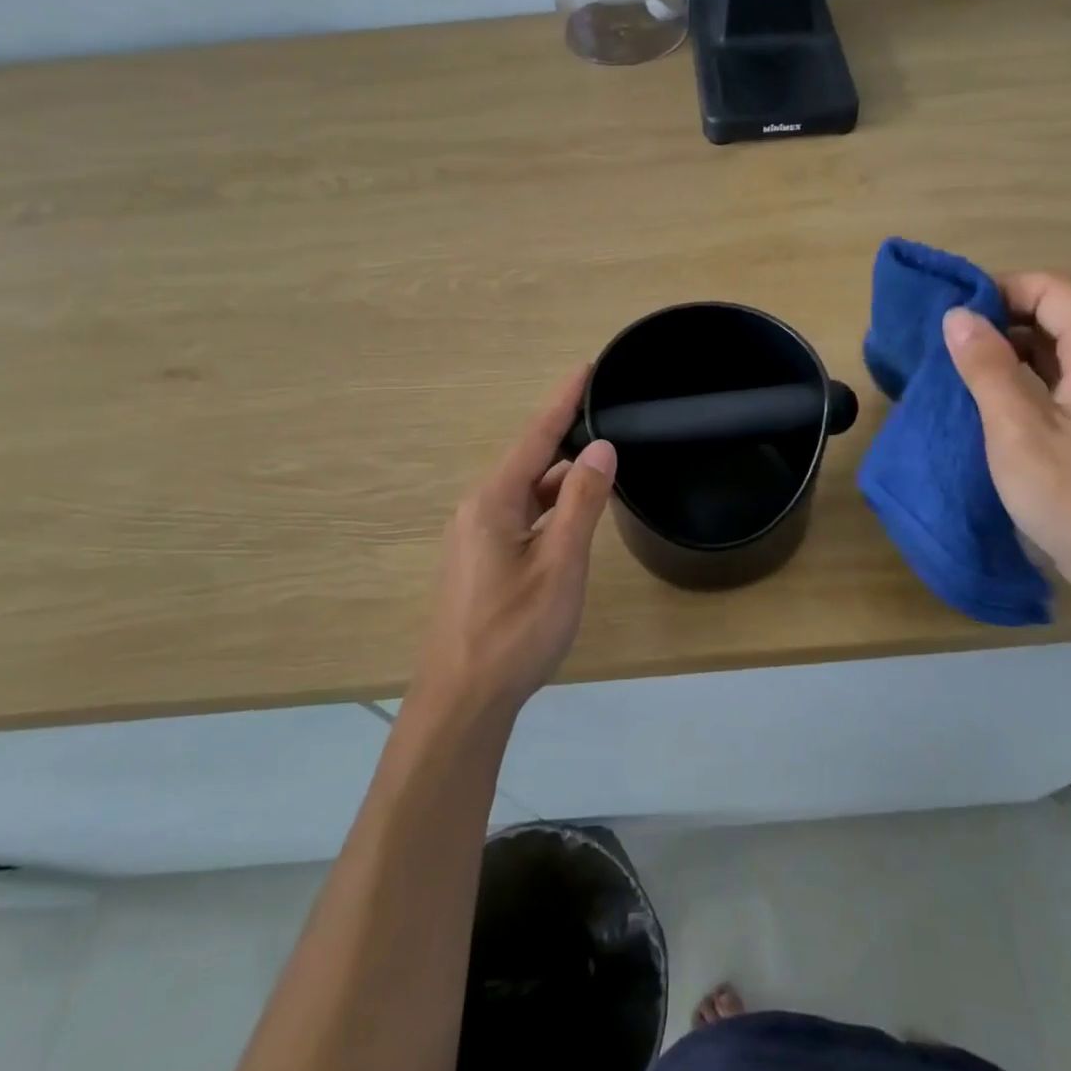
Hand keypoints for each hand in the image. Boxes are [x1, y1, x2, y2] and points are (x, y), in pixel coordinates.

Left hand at [413, 366, 617, 719]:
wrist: (461, 702)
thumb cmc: (514, 632)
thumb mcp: (560, 564)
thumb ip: (580, 502)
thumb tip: (600, 448)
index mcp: (493, 502)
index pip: (535, 436)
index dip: (563, 401)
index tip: (586, 367)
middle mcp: (477, 510)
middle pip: (529, 463)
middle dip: (568, 443)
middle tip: (609, 426)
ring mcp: (473, 539)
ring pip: (525, 495)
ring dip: (560, 484)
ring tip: (600, 475)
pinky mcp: (477, 564)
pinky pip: (518, 519)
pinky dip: (548, 512)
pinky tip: (570, 524)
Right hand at [943, 272, 1070, 595]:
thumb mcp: (1017, 428)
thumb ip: (986, 366)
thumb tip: (957, 315)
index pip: (1051, 290)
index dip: (1000, 291)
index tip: (952, 314)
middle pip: (1053, 313)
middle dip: (998, 318)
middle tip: (946, 342)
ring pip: (1052, 346)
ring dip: (1005, 349)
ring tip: (956, 367)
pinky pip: (1055, 377)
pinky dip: (1019, 375)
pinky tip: (984, 396)